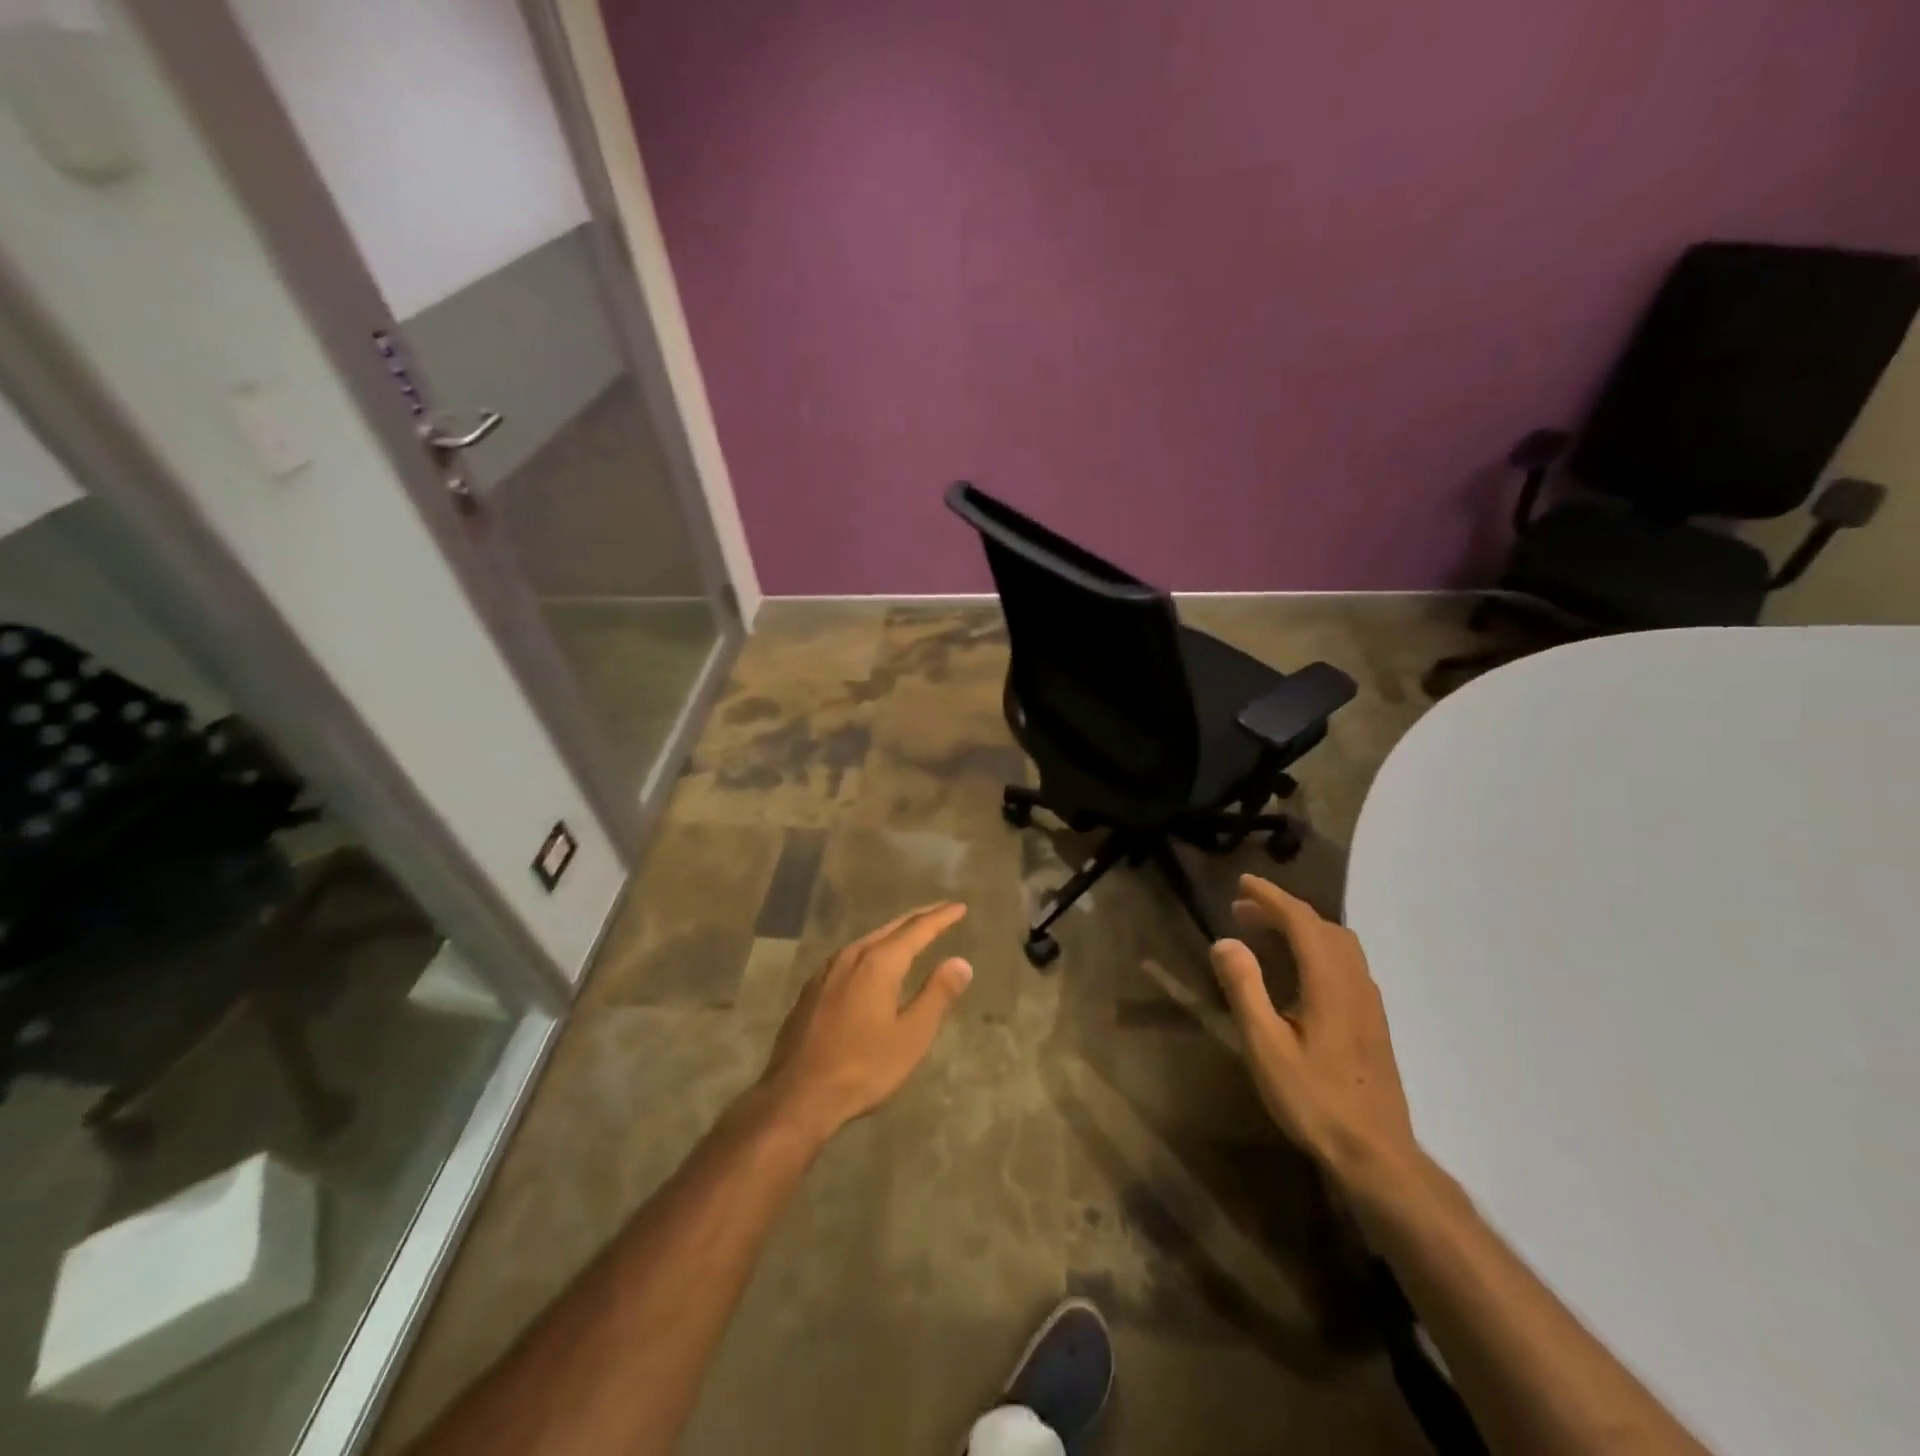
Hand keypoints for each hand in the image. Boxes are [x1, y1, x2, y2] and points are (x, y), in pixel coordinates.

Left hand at [757, 903, 972, 1145]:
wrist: (797, 1096)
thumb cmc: (863, 1068)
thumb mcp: (911, 1036)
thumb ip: (937, 995)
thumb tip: (960, 962)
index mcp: (878, 963)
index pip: (917, 930)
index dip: (941, 917)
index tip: (960, 907)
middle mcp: (851, 956)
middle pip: (891, 928)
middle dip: (918, 918)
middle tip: (941, 911)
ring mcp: (826, 971)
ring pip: (868, 940)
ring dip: (893, 933)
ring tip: (911, 933)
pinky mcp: (812, 989)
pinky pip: (850, 956)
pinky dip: (872, 950)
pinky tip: (871, 962)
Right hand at [1210, 875, 1417, 1186]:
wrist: (1376, 1155)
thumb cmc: (1314, 1100)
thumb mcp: (1266, 1046)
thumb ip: (1245, 989)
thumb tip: (1225, 941)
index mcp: (1330, 983)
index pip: (1302, 921)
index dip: (1271, 897)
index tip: (1242, 882)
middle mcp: (1355, 983)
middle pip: (1323, 927)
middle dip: (1283, 910)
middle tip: (1243, 910)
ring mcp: (1369, 1003)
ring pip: (1338, 945)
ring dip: (1302, 928)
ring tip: (1265, 933)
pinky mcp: (1372, 1021)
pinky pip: (1344, 963)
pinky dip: (1316, 948)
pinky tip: (1297, 971)